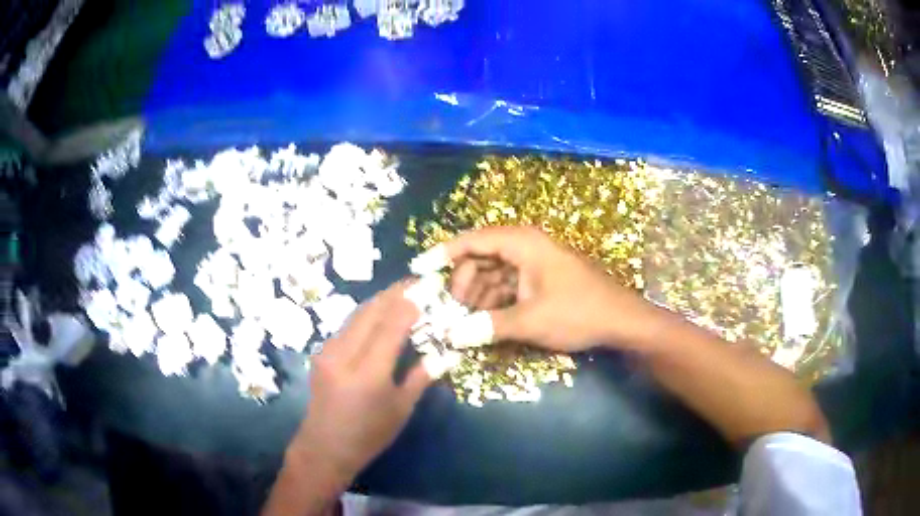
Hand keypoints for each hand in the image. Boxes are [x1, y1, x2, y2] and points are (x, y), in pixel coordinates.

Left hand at [286, 282, 443, 484]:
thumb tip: (444, 353)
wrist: (324, 447)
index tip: (427, 287)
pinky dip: (366, 315)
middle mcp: (344, 355)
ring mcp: (328, 352)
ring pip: (356, 314)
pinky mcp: (321, 353)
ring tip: (401, 294)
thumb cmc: (369, 434)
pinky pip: (347, 325)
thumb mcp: (401, 409)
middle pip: (370, 312)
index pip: (390, 326)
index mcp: (368, 373)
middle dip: (394, 293)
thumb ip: (421, 377)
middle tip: (415, 282)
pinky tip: (379, 316)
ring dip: (379, 301)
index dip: (409, 303)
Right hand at [445, 226, 659, 351]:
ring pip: (492, 273)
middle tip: (451, 312)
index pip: (472, 240)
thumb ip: (486, 327)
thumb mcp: (530, 321)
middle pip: (480, 258)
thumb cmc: (578, 312)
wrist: (621, 320)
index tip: (418, 269)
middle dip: (462, 283)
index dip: (442, 253)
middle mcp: (525, 246)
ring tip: (466, 323)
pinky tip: (486, 322)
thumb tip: (450, 337)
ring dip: (477, 296)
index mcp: (522, 243)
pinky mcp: (540, 279)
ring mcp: (533, 263)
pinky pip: (506, 285)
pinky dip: (493, 301)